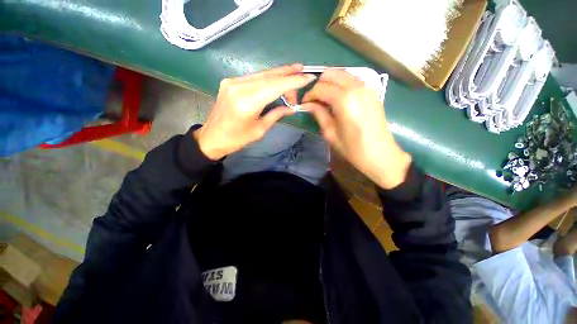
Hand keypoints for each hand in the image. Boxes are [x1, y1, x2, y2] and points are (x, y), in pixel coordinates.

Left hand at [194, 64, 315, 159]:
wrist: (212, 137)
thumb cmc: (237, 139)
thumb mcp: (260, 130)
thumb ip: (276, 115)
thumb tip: (291, 107)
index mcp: (247, 103)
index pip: (275, 86)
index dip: (293, 81)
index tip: (308, 77)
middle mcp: (239, 87)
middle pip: (269, 76)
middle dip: (288, 73)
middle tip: (303, 70)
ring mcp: (232, 82)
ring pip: (261, 74)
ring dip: (278, 73)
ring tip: (294, 71)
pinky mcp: (229, 82)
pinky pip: (253, 77)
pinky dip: (267, 77)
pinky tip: (276, 78)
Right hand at [301, 69, 411, 188]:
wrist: (380, 153)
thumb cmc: (352, 148)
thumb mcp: (330, 133)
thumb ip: (319, 114)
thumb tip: (308, 104)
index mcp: (344, 100)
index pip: (320, 88)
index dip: (309, 95)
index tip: (304, 104)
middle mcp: (356, 88)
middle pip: (331, 74)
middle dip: (319, 85)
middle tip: (314, 100)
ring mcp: (367, 87)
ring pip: (342, 74)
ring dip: (330, 83)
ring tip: (325, 99)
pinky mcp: (372, 91)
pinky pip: (352, 80)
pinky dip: (341, 85)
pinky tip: (338, 99)